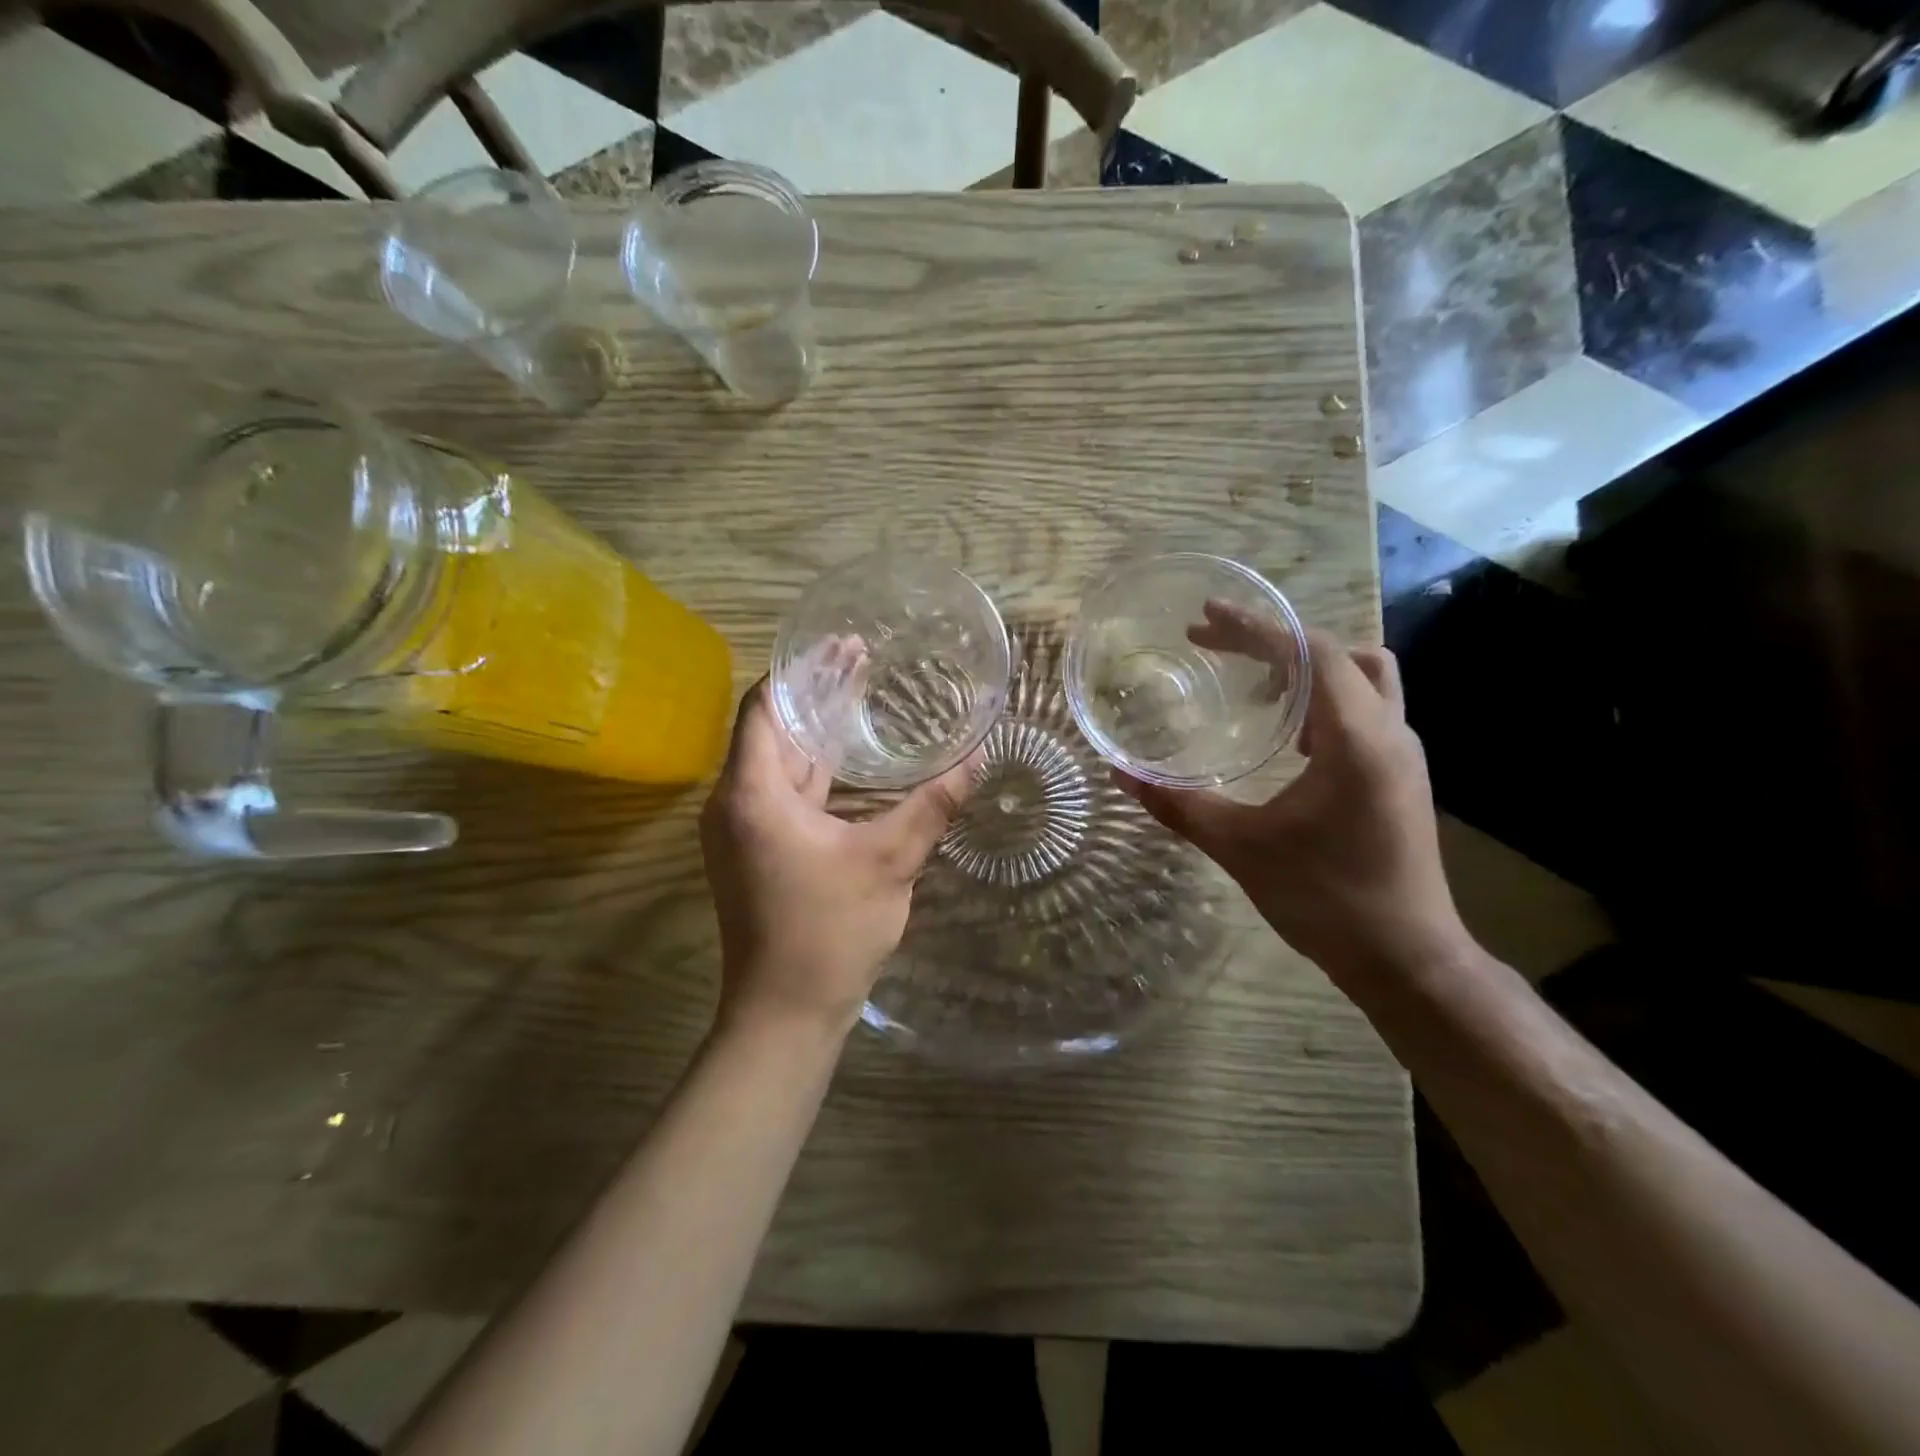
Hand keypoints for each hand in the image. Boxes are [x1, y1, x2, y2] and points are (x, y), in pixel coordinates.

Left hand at [699, 681, 977, 1037]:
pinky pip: (782, 792)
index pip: (765, 706)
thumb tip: (976, 756)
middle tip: (861, 657)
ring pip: (778, 762)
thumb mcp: (890, 861)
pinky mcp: (756, 852)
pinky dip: (814, 769)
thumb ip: (932, 805)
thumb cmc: (829, 932)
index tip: (839, 644)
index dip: (800, 670)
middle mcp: (735, 803)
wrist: (785, 1014)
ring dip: (815, 731)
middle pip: (772, 728)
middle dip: (814, 693)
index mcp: (752, 793)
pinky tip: (850, 760)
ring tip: (859, 694)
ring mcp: (741, 830)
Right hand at [1118, 620, 1467, 983]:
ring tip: (1253, 690)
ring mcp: (1402, 754)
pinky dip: (1324, 702)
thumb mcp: (1240, 848)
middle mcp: (1389, 733)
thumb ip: (1178, 805)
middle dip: (1275, 641)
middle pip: (1338, 653)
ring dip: (1307, 669)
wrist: (1406, 959)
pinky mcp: (1401, 776)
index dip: (1255, 627)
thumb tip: (1121, 774)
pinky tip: (1288, 741)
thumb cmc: (1325, 899)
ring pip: (1363, 678)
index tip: (1206, 617)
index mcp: (1356, 739)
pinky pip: (1365, 710)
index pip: (1311, 652)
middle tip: (1217, 646)